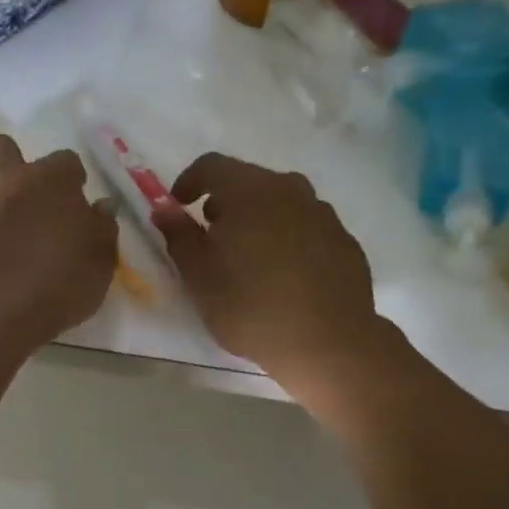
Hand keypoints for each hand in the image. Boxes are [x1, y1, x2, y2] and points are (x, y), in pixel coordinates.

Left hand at [0, 134, 118, 348]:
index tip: (74, 200)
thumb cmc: (60, 285)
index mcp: (52, 181)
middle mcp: (7, 178)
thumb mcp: (101, 261)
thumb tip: (101, 206)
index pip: (66, 160)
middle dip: (12, 163)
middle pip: (3, 146)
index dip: (71, 179)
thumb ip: (102, 227)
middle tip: (23, 196)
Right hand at [150, 153, 382, 393]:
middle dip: (225, 203)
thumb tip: (164, 208)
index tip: (179, 207)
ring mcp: (322, 213)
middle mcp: (290, 190)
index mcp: (249, 191)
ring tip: (249, 259)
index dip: (189, 181)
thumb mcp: (199, 276)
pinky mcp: (344, 240)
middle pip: (249, 181)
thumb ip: (179, 235)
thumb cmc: (250, 307)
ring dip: (259, 220)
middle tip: (212, 238)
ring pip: (281, 203)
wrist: (328, 343)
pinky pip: (306, 228)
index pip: (211, 165)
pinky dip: (288, 239)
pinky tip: (284, 275)